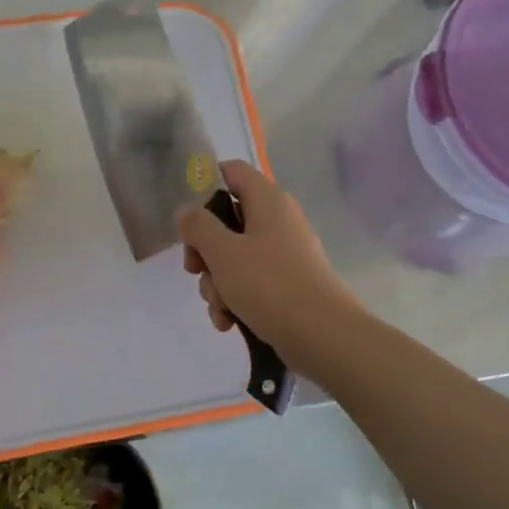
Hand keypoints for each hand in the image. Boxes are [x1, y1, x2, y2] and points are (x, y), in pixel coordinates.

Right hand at [179, 160, 360, 369]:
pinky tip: (229, 322)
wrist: (323, 336)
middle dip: (205, 250)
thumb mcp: (223, 252)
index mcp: (267, 200)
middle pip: (227, 221)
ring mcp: (285, 254)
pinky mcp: (288, 284)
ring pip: (235, 257)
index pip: (232, 171)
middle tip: (194, 270)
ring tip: (220, 307)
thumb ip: (198, 227)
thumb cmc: (269, 285)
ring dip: (217, 283)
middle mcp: (278, 221)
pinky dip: (236, 300)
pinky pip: (251, 283)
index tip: (186, 216)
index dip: (204, 186)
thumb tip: (187, 212)